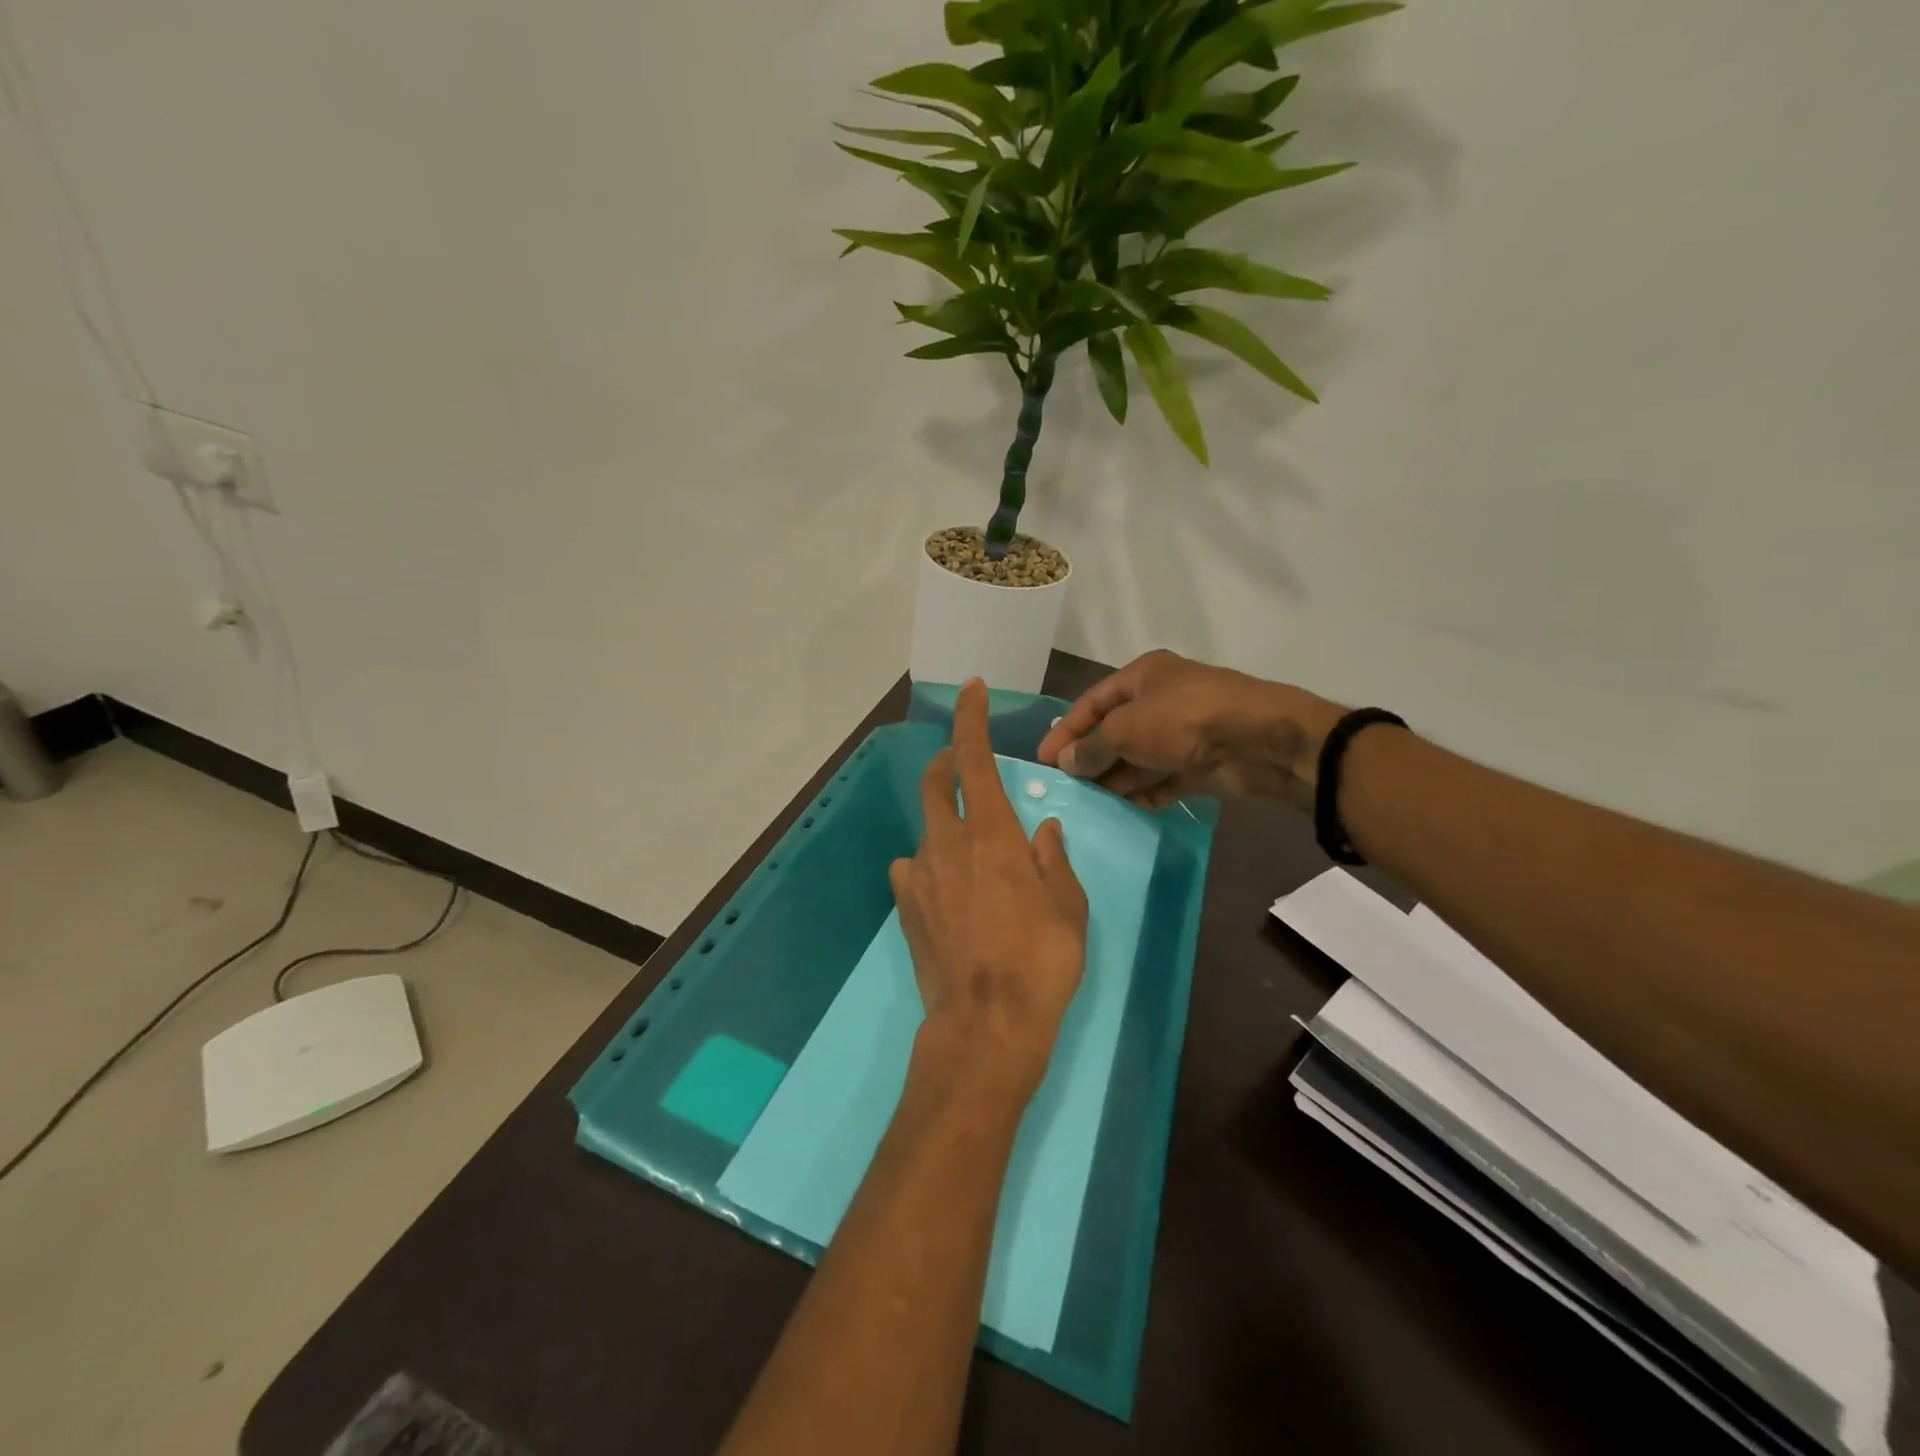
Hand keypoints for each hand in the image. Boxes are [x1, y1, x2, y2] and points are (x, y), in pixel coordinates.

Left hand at [890, 679, 1089, 1107]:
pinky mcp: (905, 906)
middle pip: (936, 781)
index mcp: (992, 833)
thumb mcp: (1068, 906)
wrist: (986, 1024)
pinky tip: (949, 893)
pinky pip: (914, 869)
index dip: (971, 718)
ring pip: (928, 829)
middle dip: (946, 761)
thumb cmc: (1040, 960)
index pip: (973, 757)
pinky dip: (931, 866)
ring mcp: (920, 874)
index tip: (972, 690)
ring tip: (974, 857)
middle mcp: (948, 842)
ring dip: (947, 825)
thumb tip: (1044, 829)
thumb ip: (1053, 859)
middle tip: (963, 766)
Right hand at [1037, 650, 1346, 809]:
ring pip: (1138, 758)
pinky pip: (1162, 779)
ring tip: (1088, 804)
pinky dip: (1145, 793)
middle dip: (1090, 758)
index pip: (1092, 702)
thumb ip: (1091, 747)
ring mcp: (1181, 734)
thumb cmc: (1182, 720)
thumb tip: (1065, 762)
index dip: (1065, 730)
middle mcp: (1160, 701)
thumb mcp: (1125, 729)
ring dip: (1115, 779)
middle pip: (1114, 731)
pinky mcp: (1198, 764)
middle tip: (1065, 787)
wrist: (1257, 741)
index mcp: (1142, 677)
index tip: (1043, 759)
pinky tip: (1126, 809)